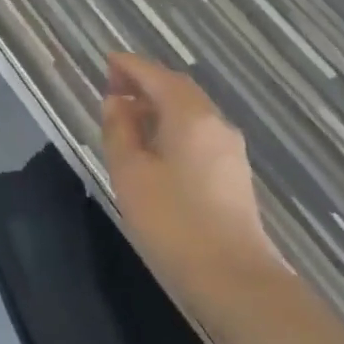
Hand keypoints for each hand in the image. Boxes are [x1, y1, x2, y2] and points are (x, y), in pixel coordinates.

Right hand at [101, 53, 280, 298]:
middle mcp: (215, 123)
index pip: (156, 75)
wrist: (236, 282)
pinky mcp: (233, 175)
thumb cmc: (174, 222)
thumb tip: (116, 103)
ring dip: (159, 106)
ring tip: (128, 116)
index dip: (129, 66)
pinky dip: (173, 126)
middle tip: (113, 87)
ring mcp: (229, 150)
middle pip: (177, 89)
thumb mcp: (130, 173)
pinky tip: (154, 146)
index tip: (106, 61)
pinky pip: (198, 133)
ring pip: (190, 112)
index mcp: (189, 115)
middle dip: (145, 83)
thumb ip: (120, 131)